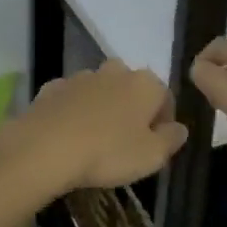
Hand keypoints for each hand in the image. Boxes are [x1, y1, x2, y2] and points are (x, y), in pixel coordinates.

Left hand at [0, 60, 188, 198]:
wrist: (45, 147)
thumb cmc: (108, 152)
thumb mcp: (152, 156)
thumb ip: (172, 139)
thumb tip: (180, 128)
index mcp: (145, 83)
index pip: (165, 98)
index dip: (163, 122)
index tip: (155, 146)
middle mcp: (115, 71)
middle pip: (131, 89)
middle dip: (132, 110)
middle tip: (125, 143)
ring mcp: (81, 76)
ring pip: (100, 91)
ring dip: (102, 109)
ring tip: (95, 141)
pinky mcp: (52, 87)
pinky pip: (72, 99)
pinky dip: (74, 112)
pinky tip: (68, 135)